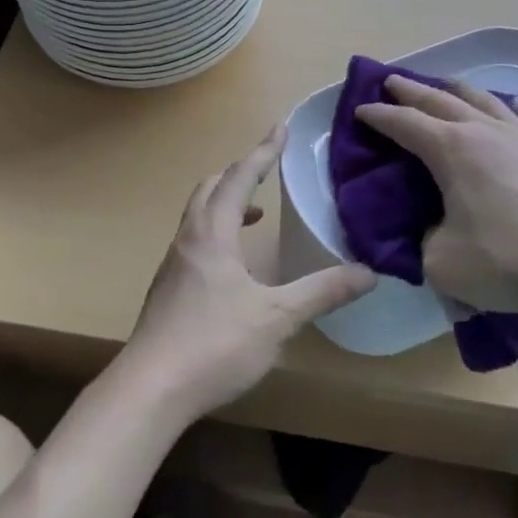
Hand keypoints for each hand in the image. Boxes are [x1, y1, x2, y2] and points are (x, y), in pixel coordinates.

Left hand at [120, 126, 374, 425]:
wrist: (149, 389)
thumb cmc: (214, 344)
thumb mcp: (277, 318)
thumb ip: (322, 292)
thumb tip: (368, 273)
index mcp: (213, 233)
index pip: (240, 178)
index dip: (263, 151)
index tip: (280, 128)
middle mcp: (188, 239)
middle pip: (211, 188)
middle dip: (240, 172)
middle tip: (267, 168)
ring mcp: (173, 264)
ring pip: (198, 215)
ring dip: (226, 203)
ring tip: (256, 215)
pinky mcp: (167, 289)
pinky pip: (194, 240)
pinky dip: (216, 232)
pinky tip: (233, 266)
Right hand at [354, 76, 517, 314]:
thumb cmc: (508, 258)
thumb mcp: (444, 264)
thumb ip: (426, 245)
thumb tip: (435, 235)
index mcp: (449, 150)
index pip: (404, 124)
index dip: (379, 117)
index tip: (361, 110)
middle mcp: (483, 131)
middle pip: (440, 100)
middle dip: (412, 90)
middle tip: (392, 82)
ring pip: (484, 99)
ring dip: (458, 89)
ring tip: (446, 84)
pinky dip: (515, 106)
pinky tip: (516, 104)